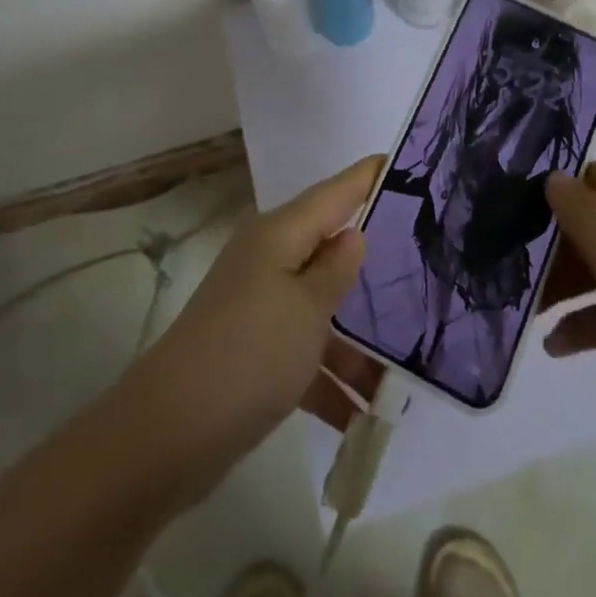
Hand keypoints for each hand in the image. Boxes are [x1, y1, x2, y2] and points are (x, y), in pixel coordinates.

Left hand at [127, 154, 382, 496]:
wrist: (169, 434)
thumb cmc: (249, 353)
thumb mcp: (307, 308)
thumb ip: (336, 268)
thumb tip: (353, 233)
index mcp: (280, 234)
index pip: (334, 192)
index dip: (367, 177)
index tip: (404, 162)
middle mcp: (268, 259)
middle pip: (330, 248)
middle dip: (374, 260)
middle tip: (426, 259)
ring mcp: (258, 306)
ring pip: (320, 307)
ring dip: (357, 340)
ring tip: (408, 368)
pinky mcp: (252, 352)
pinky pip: (303, 352)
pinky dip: (330, 378)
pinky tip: (364, 415)